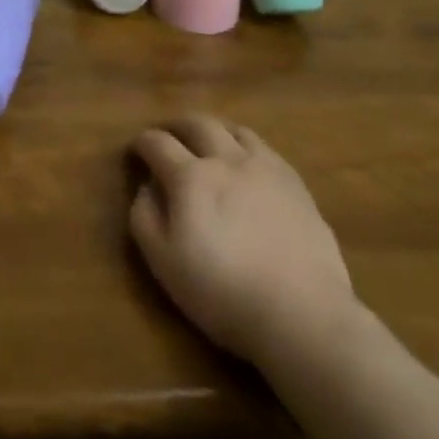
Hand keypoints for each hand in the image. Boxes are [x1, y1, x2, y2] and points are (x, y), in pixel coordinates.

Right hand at [130, 115, 355, 362]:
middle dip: (177, 124)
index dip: (142, 142)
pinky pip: (266, 149)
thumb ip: (145, 218)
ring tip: (210, 142)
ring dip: (215, 130)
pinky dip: (247, 147)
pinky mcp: (295, 184)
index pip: (157, 143)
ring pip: (234, 130)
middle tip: (170, 134)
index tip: (136, 149)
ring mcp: (264, 167)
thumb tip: (146, 188)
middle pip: (197, 123)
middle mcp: (225, 159)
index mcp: (190, 176)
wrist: (302, 315)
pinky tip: (248, 164)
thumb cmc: (223, 294)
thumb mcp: (164, 264)